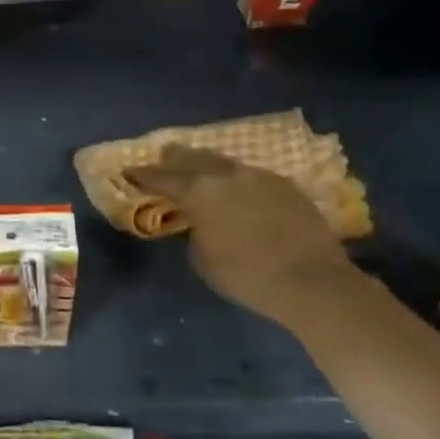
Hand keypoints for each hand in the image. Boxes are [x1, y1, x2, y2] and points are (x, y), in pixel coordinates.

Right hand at [126, 147, 354, 326]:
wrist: (312, 282)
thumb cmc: (246, 275)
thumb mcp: (201, 257)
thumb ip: (193, 230)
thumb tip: (199, 220)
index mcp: (197, 190)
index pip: (159, 177)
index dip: (140, 175)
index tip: (127, 171)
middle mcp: (225, 174)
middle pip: (191, 156)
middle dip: (173, 159)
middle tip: (162, 161)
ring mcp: (258, 176)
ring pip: (223, 162)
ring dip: (207, 166)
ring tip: (199, 171)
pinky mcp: (286, 185)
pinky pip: (250, 175)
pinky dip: (236, 180)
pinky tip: (237, 189)